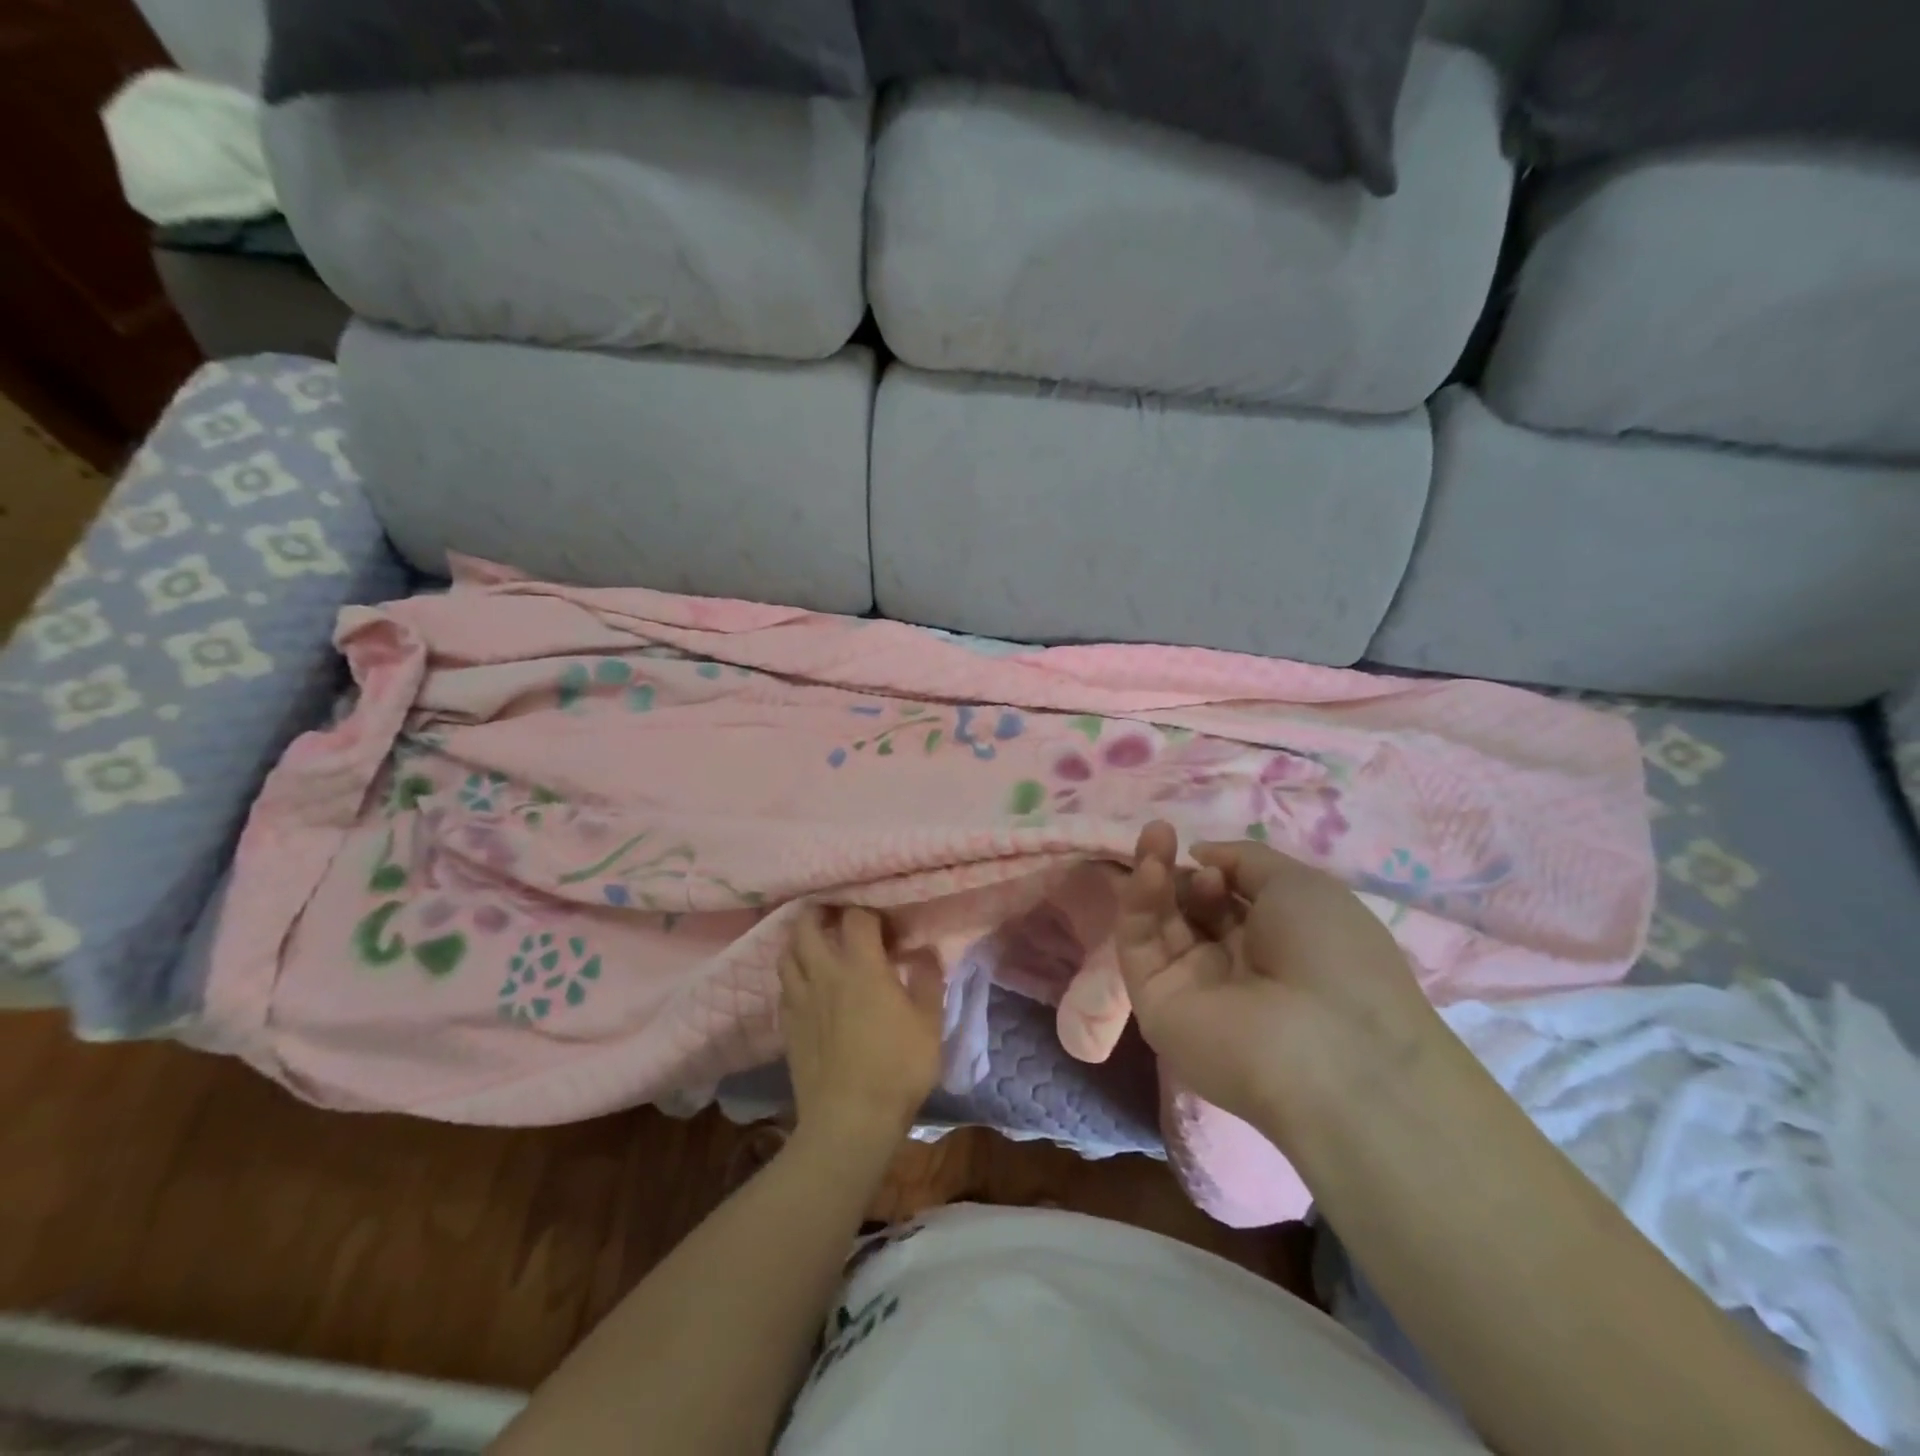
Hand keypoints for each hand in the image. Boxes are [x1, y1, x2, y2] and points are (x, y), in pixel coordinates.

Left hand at [780, 906, 943, 1153]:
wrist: (849, 1121)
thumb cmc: (897, 1068)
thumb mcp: (930, 1023)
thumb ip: (928, 980)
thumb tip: (925, 952)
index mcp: (861, 966)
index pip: (856, 917)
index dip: (870, 912)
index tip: (886, 926)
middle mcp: (824, 973)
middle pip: (807, 925)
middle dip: (820, 912)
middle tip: (837, 916)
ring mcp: (800, 999)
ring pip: (787, 953)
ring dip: (800, 941)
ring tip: (817, 945)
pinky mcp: (787, 1025)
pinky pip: (784, 986)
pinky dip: (794, 975)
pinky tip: (808, 986)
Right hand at [1114, 821, 1443, 1143]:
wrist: (1330, 1046)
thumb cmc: (1331, 955)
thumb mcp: (1299, 884)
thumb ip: (1243, 860)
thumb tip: (1199, 855)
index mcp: (1275, 942)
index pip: (1226, 899)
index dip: (1215, 870)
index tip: (1210, 856)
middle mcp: (1231, 964)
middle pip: (1187, 907)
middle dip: (1176, 867)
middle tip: (1163, 833)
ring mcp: (1191, 986)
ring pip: (1158, 922)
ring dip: (1152, 875)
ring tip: (1153, 836)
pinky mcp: (1155, 1004)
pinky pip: (1140, 946)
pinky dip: (1139, 903)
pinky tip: (1150, 870)